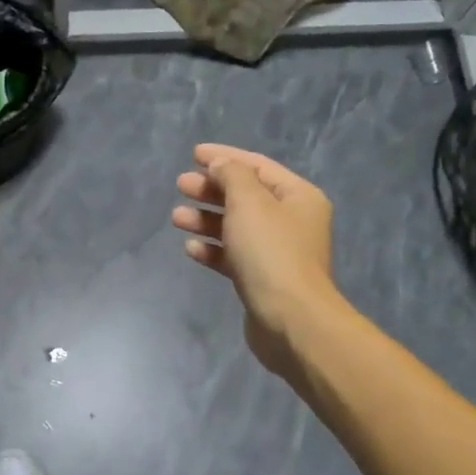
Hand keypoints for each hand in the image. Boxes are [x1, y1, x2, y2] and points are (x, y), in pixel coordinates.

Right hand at [172, 143, 340, 377]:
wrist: (291, 320)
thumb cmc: (271, 253)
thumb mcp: (249, 203)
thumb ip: (232, 176)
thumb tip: (221, 166)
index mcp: (298, 197)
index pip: (257, 166)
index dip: (225, 157)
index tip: (194, 154)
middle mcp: (292, 221)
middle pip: (245, 196)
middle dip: (212, 189)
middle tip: (181, 186)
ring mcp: (277, 253)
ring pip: (236, 227)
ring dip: (206, 220)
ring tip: (177, 218)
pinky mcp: (262, 280)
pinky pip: (233, 256)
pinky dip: (213, 249)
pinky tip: (191, 249)